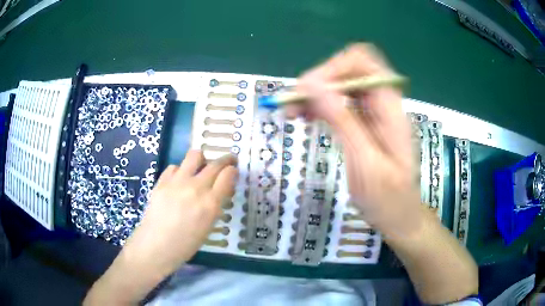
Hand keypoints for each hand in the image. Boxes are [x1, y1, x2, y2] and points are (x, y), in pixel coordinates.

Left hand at [119, 150, 237, 276]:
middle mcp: (196, 188)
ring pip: (194, 156)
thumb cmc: (186, 244)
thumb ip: (215, 206)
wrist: (156, 245)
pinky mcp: (162, 181)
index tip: (233, 170)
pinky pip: (175, 166)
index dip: (233, 170)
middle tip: (227, 161)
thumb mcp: (208, 227)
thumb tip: (219, 191)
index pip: (227, 175)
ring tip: (201, 166)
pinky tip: (179, 180)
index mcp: (210, 203)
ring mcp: (177, 182)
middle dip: (225, 160)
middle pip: (215, 164)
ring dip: (201, 159)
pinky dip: (180, 170)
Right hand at [288, 44, 421, 237]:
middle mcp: (382, 103)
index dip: (333, 68)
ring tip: (292, 112)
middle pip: (348, 71)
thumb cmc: (388, 199)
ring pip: (341, 86)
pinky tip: (306, 117)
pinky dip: (320, 106)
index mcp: (390, 107)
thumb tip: (311, 84)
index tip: (308, 91)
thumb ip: (342, 120)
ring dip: (315, 94)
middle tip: (293, 103)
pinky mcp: (363, 124)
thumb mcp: (365, 162)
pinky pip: (339, 104)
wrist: (400, 218)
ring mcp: (373, 113)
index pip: (362, 62)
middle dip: (319, 81)